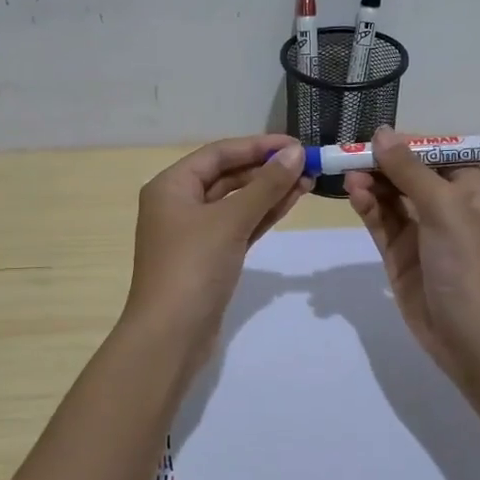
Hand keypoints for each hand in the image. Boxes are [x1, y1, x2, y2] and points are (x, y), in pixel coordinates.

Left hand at [125, 135, 311, 364]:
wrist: (170, 336)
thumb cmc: (193, 267)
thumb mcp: (230, 221)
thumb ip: (265, 186)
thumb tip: (296, 153)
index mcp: (171, 186)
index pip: (218, 154)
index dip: (258, 146)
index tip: (296, 144)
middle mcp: (179, 203)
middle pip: (227, 175)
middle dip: (267, 169)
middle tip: (308, 163)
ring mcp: (194, 232)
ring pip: (236, 202)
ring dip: (269, 191)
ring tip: (308, 179)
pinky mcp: (210, 257)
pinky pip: (239, 225)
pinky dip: (263, 214)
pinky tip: (291, 201)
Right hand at [344, 127, 479, 388]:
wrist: (472, 337)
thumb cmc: (468, 263)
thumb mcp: (443, 207)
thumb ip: (410, 170)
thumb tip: (382, 132)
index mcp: (470, 190)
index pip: (437, 154)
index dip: (408, 143)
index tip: (376, 136)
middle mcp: (447, 207)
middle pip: (410, 174)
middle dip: (383, 164)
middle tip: (350, 156)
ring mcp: (422, 233)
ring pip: (392, 197)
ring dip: (372, 184)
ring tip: (349, 177)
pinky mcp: (400, 256)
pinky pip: (382, 223)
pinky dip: (368, 207)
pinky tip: (354, 195)